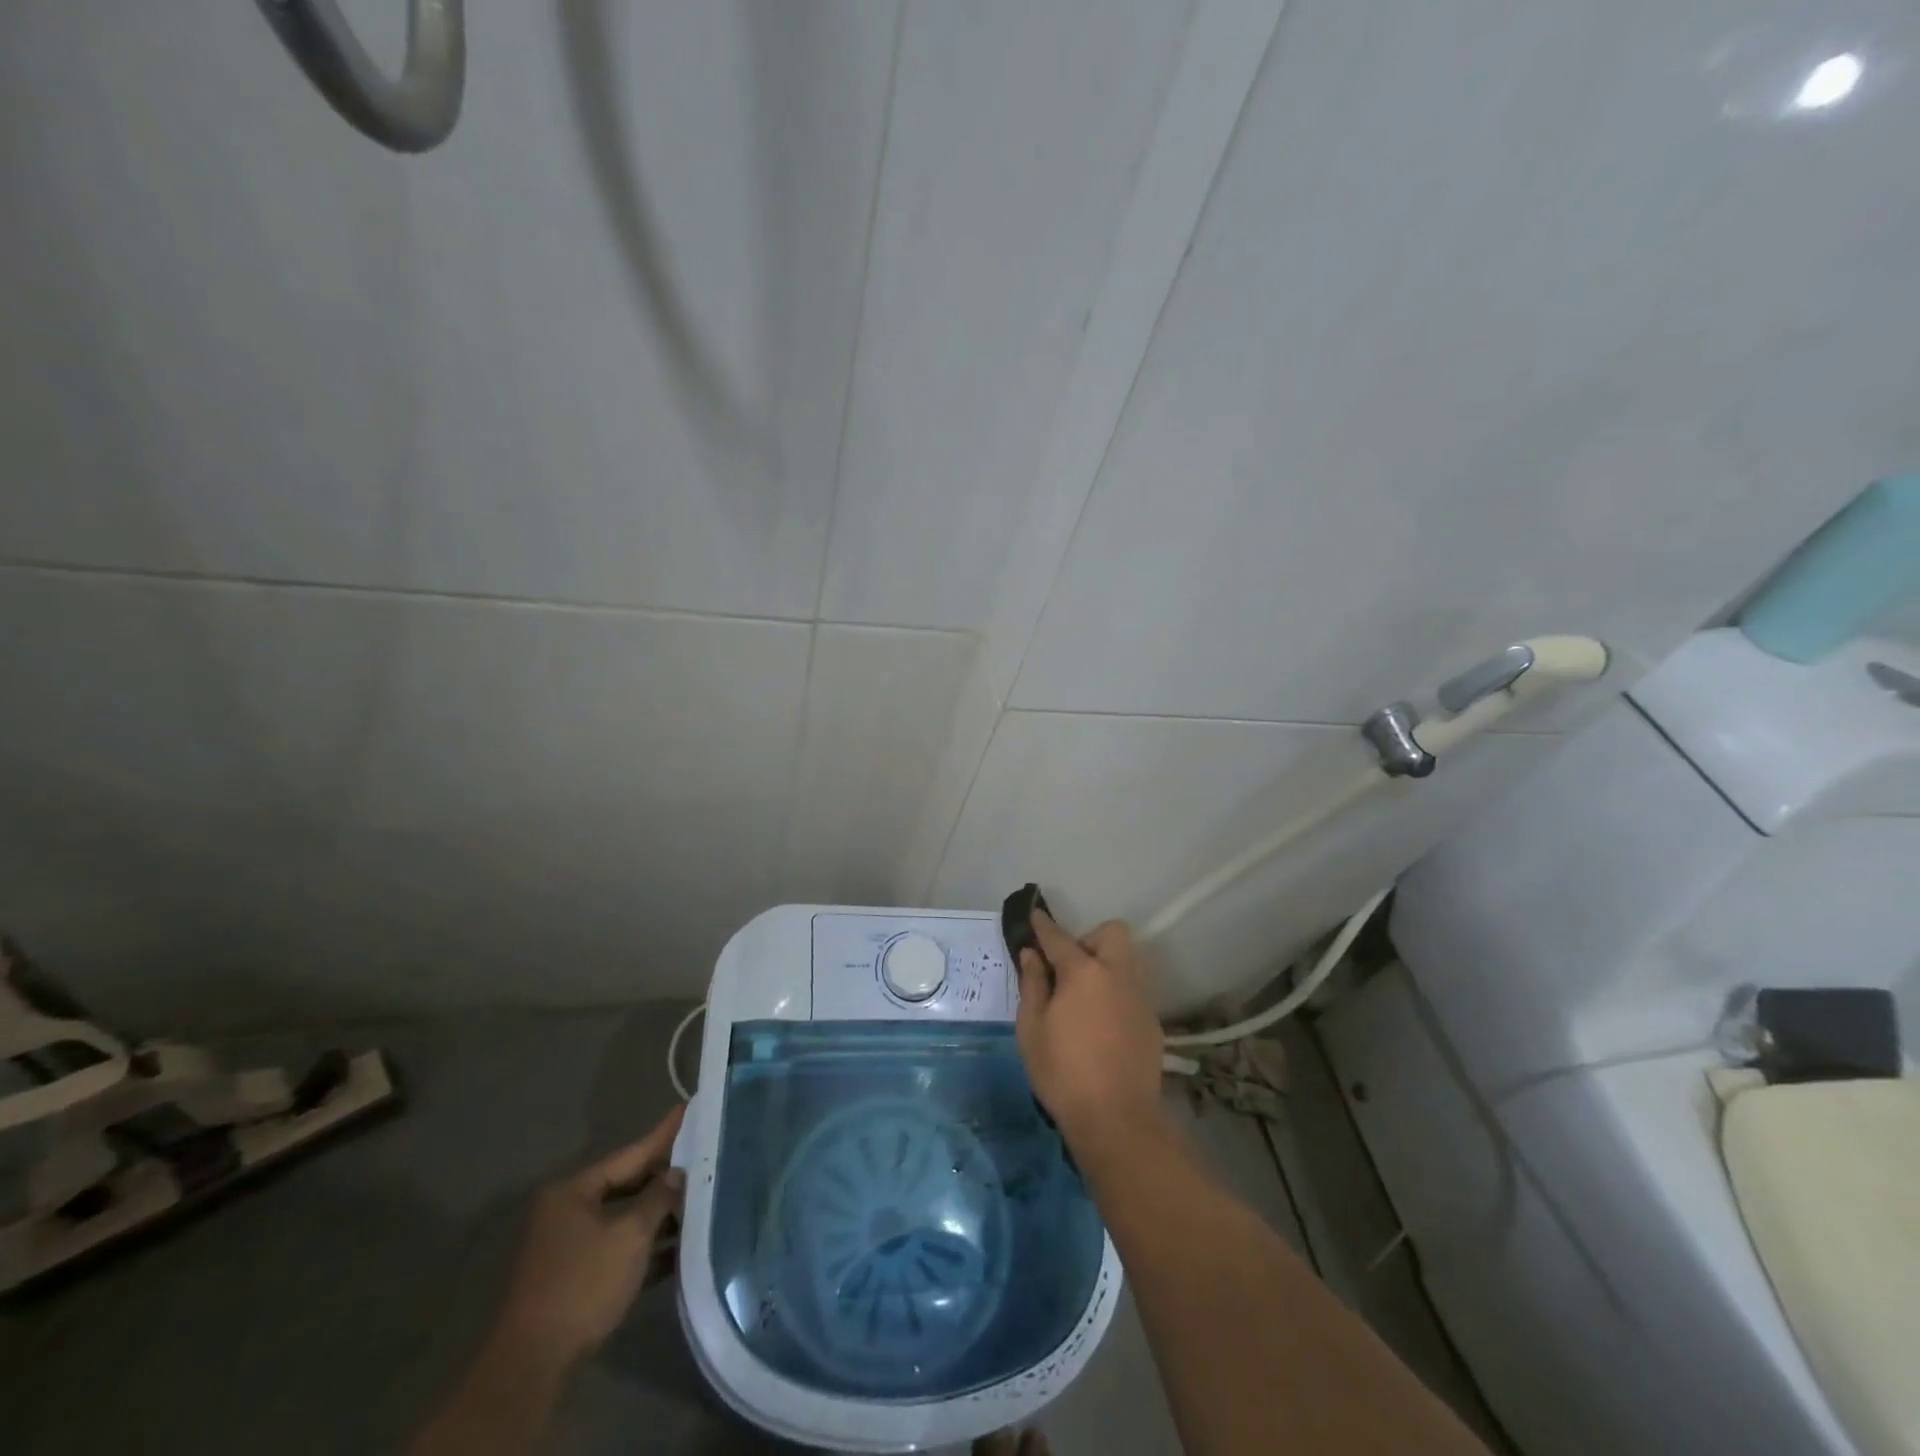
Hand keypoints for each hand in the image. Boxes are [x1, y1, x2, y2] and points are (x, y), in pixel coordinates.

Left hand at [491, 1104, 686, 1374]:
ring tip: (699, 1202)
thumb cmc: (583, 1285)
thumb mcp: (630, 1235)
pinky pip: (617, 1249)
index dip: (664, 1134)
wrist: (534, 1365)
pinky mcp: (575, 1278)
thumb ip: (658, 1198)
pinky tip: (677, 1249)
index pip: (630, 1154)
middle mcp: (567, 1211)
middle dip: (664, 1179)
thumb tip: (677, 1174)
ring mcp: (568, 1246)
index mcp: (574, 1191)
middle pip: (626, 1184)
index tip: (688, 1108)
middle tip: (703, 1158)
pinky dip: (643, 1248)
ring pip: (623, 1218)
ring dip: (657, 1216)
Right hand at [1015, 911, 1165, 1154]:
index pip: (1059, 937)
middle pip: (1112, 933)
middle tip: (1068, 969)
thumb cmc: (1063, 1072)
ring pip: (1126, 961)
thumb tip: (1032, 955)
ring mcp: (1139, 997)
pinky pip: (1131, 990)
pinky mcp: (1151, 1021)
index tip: (1034, 916)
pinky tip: (1100, 1024)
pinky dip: (1115, 993)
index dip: (1043, 925)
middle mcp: (1117, 974)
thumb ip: (1032, 985)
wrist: (1117, 1120)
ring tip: (1083, 998)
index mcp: (1084, 972)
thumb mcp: (1032, 1028)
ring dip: (1104, 965)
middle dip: (1089, 939)